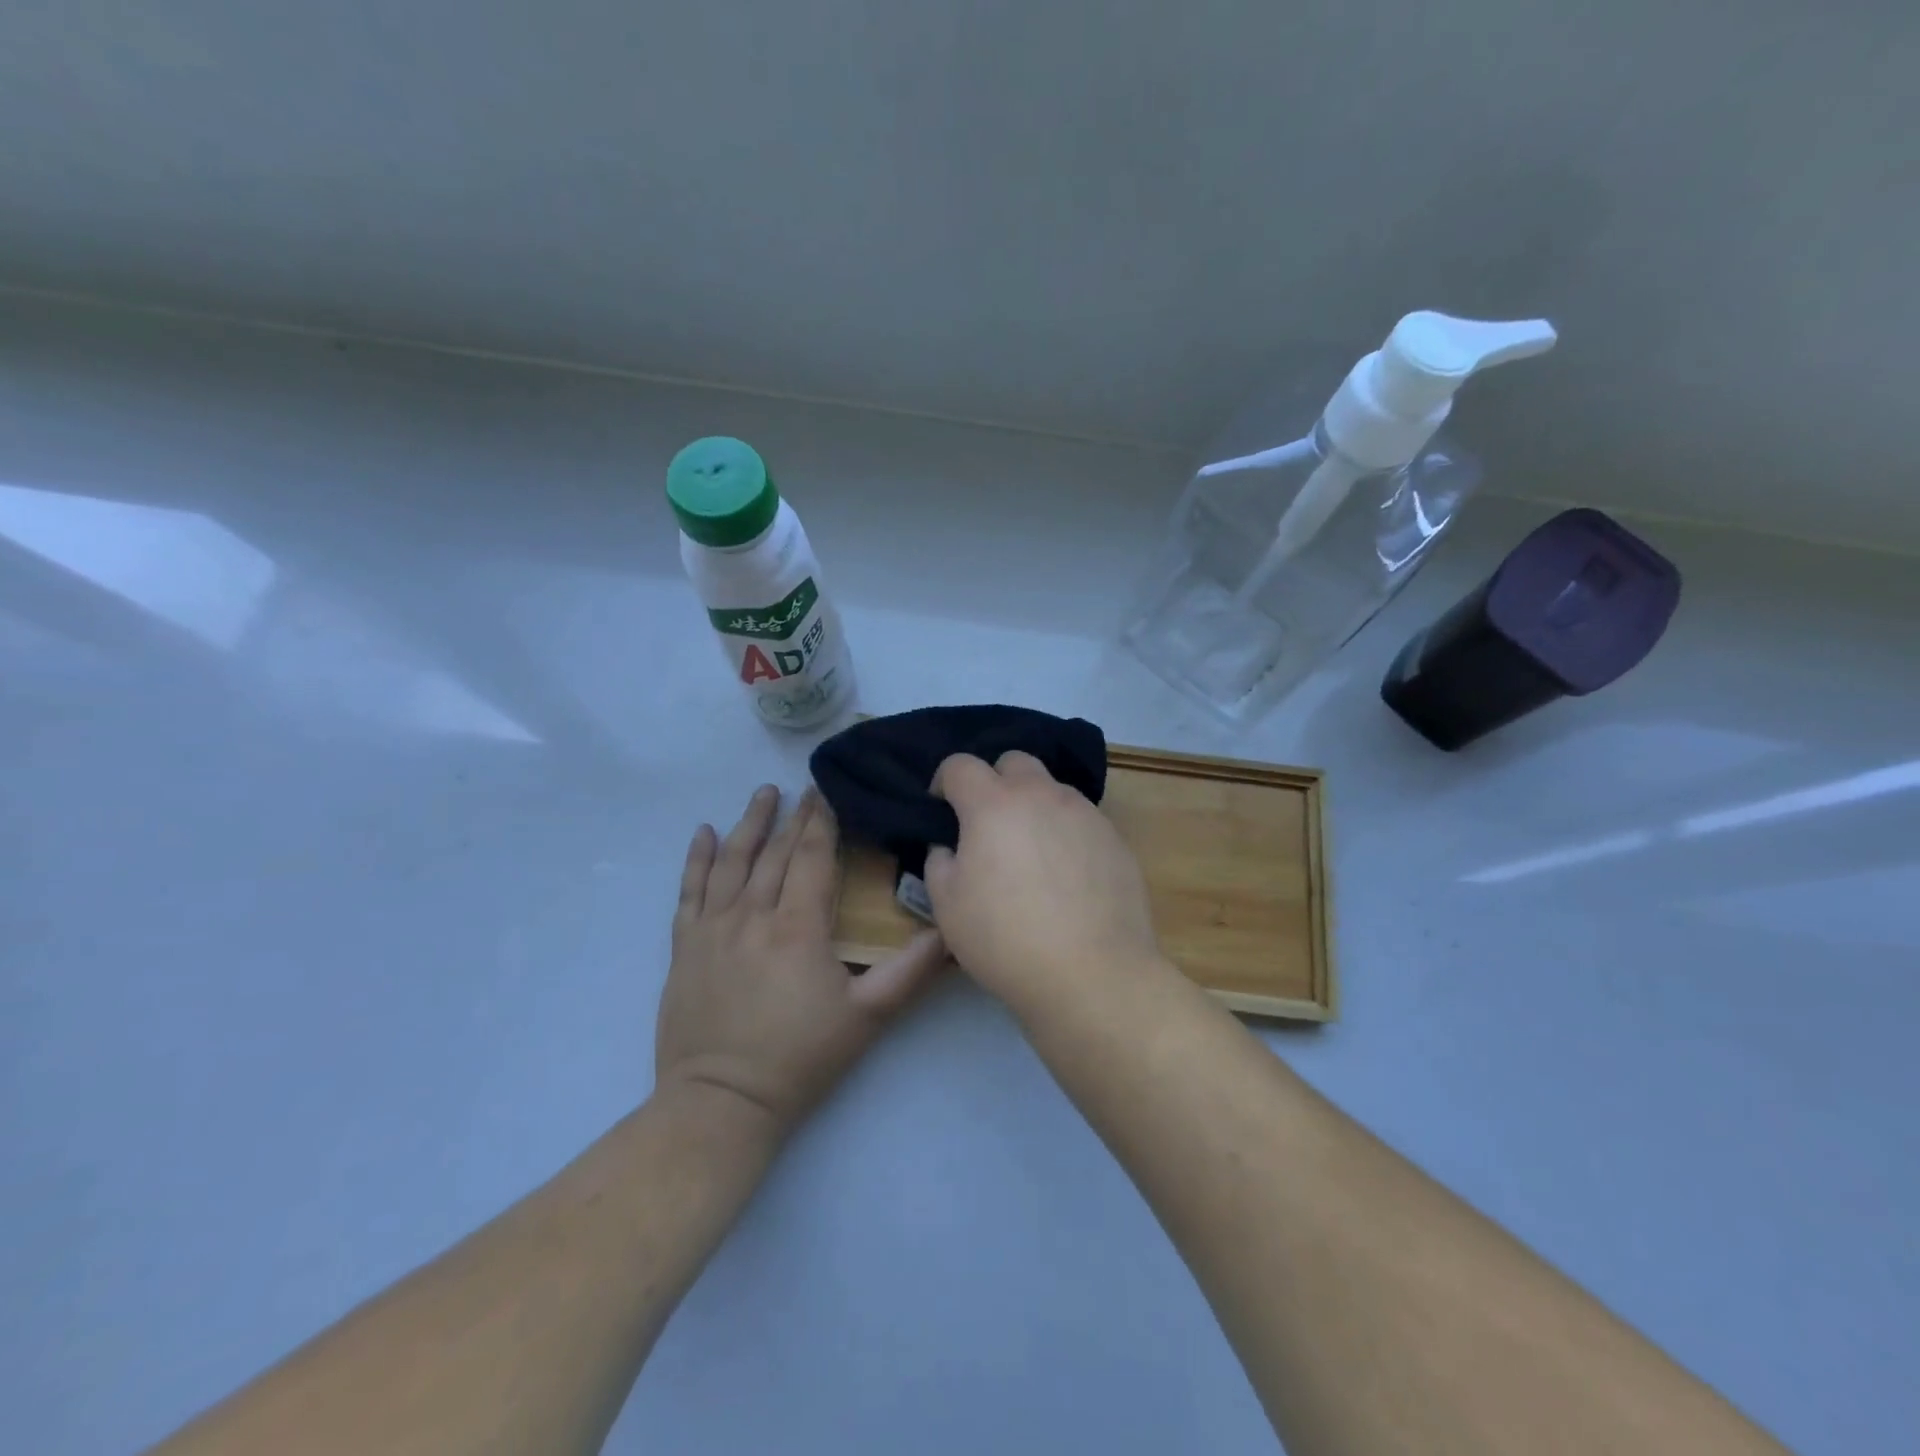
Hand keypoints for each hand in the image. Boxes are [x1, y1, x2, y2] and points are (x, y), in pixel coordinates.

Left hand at [655, 784, 945, 1137]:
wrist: (721, 1103)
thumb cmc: (800, 1058)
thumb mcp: (868, 1017)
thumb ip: (911, 971)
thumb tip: (949, 931)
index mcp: (798, 926)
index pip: (811, 857)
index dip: (822, 822)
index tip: (829, 792)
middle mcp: (753, 915)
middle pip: (775, 852)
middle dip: (794, 816)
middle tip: (806, 788)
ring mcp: (713, 928)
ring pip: (732, 861)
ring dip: (749, 823)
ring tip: (763, 793)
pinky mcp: (685, 946)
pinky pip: (689, 890)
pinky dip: (697, 859)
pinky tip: (704, 833)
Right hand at [922, 752, 1164, 1010]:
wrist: (1092, 974)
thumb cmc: (1005, 939)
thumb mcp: (947, 905)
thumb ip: (940, 861)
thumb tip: (951, 846)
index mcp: (993, 804)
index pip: (960, 765)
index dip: (944, 782)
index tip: (942, 810)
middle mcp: (1042, 795)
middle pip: (1014, 761)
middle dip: (995, 781)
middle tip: (989, 824)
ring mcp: (1084, 813)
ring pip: (1052, 789)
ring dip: (1034, 806)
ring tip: (1032, 853)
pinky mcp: (1115, 838)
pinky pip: (1081, 819)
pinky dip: (1065, 832)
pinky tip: (1067, 876)